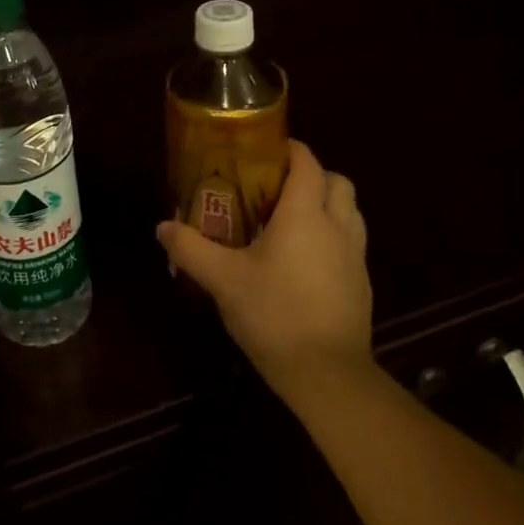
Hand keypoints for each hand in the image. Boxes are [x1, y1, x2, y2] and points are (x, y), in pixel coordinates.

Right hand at [156, 139, 372, 402]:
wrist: (328, 375)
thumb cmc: (274, 314)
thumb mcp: (222, 280)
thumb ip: (190, 248)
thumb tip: (162, 226)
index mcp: (305, 215)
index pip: (307, 163)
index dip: (290, 149)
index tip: (264, 149)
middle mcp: (337, 227)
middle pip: (337, 181)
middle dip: (311, 175)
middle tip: (276, 187)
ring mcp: (355, 257)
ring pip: (350, 212)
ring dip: (327, 205)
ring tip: (290, 221)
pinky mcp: (361, 285)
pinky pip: (351, 243)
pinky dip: (332, 237)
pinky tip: (303, 261)